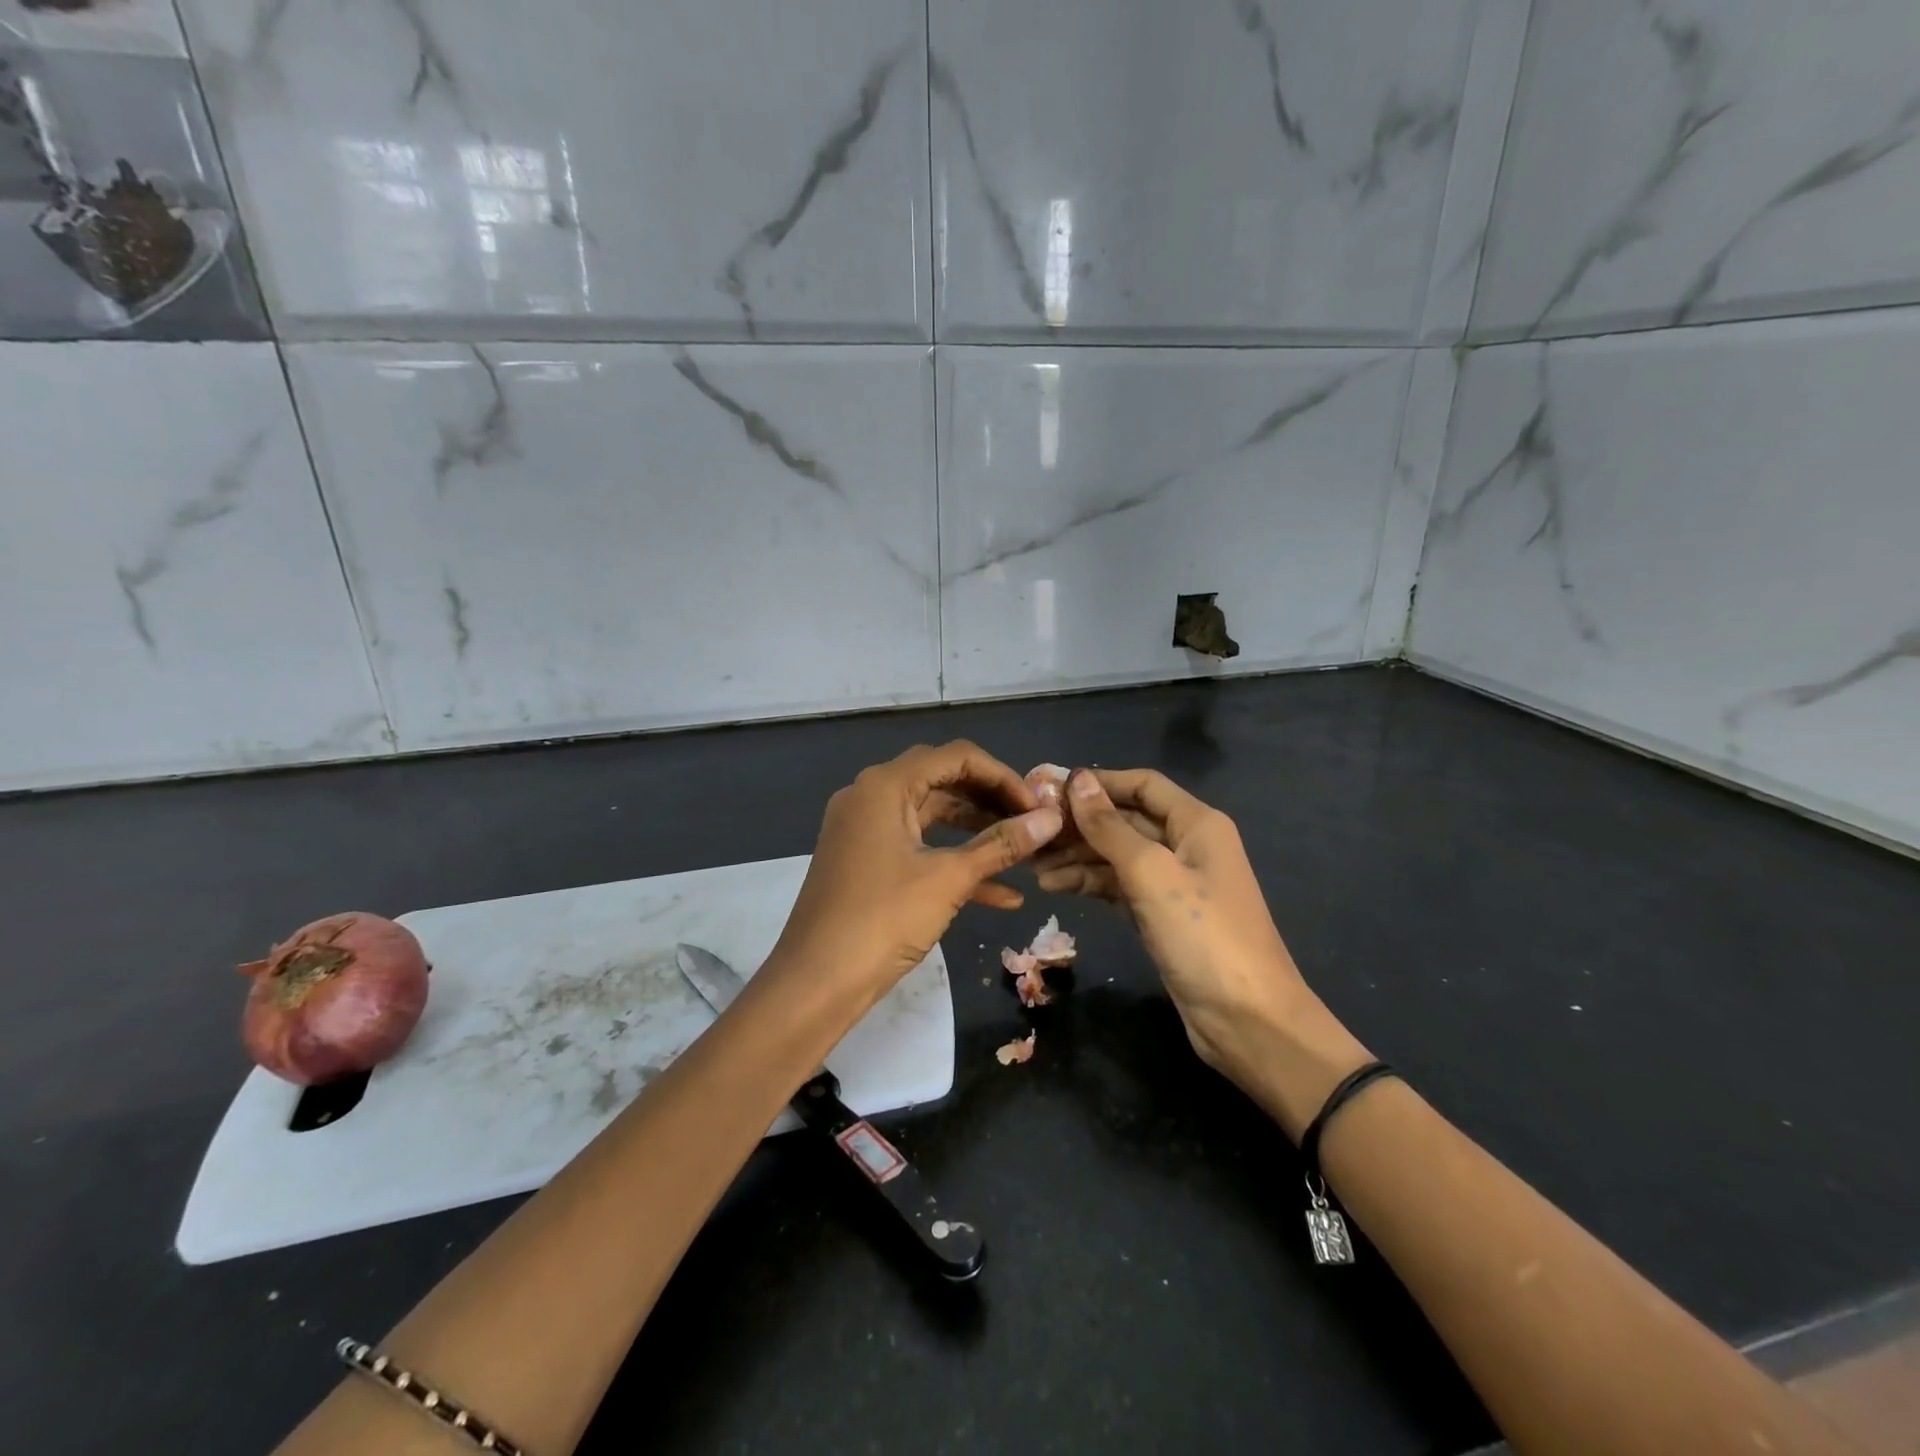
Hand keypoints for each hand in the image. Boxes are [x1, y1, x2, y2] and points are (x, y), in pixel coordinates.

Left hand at [769, 742, 1063, 1006]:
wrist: (815, 983)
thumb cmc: (883, 920)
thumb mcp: (949, 879)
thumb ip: (1001, 844)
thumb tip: (1051, 818)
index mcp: (885, 785)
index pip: (955, 757)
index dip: (1002, 776)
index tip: (1037, 806)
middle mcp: (871, 796)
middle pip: (942, 781)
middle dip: (991, 801)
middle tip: (1031, 823)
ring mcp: (865, 830)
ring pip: (932, 817)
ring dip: (977, 832)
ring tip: (1022, 852)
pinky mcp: (866, 863)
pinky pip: (917, 849)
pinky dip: (953, 863)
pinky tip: (1003, 895)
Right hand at [1034, 769, 1330, 1093]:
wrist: (1247, 1020)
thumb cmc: (1202, 935)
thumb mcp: (1151, 874)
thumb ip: (1110, 827)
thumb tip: (1077, 779)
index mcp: (1196, 823)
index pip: (1142, 785)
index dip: (1098, 782)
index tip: (1050, 788)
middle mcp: (1186, 845)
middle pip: (1125, 820)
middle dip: (1080, 823)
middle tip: (1031, 830)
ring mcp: (1173, 883)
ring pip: (1117, 855)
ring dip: (1077, 856)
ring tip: (1033, 863)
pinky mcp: (1161, 916)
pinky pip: (1118, 886)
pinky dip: (1089, 883)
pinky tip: (1053, 885)